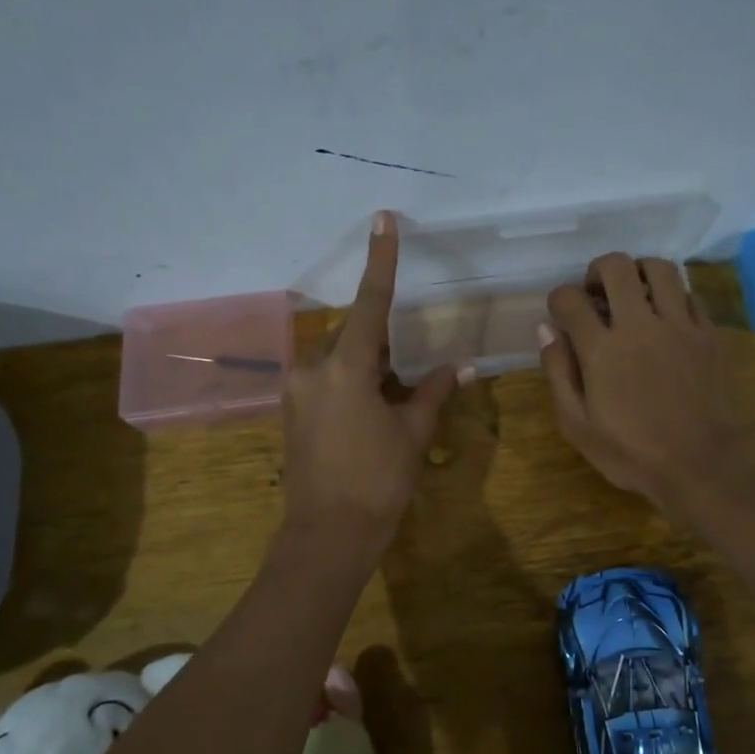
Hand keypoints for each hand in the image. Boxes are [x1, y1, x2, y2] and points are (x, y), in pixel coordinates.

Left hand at [281, 212, 469, 552]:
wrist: (328, 534)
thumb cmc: (378, 481)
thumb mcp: (413, 432)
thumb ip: (434, 392)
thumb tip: (463, 367)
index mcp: (346, 367)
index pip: (370, 302)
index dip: (381, 259)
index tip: (382, 219)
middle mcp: (313, 368)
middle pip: (353, 334)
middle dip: (382, 342)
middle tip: (409, 370)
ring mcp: (297, 390)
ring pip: (338, 357)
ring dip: (367, 365)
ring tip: (392, 397)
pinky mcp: (292, 411)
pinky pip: (325, 379)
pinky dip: (350, 382)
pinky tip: (369, 411)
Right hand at [539, 253, 740, 521]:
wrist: (703, 465)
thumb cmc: (632, 453)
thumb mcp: (578, 425)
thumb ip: (559, 373)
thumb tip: (547, 330)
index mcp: (602, 349)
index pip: (570, 299)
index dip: (559, 300)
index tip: (561, 314)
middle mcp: (639, 325)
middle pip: (615, 267)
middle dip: (597, 272)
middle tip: (595, 294)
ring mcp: (679, 325)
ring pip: (659, 268)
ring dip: (638, 272)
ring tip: (632, 294)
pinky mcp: (708, 333)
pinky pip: (689, 293)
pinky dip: (671, 295)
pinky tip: (665, 316)